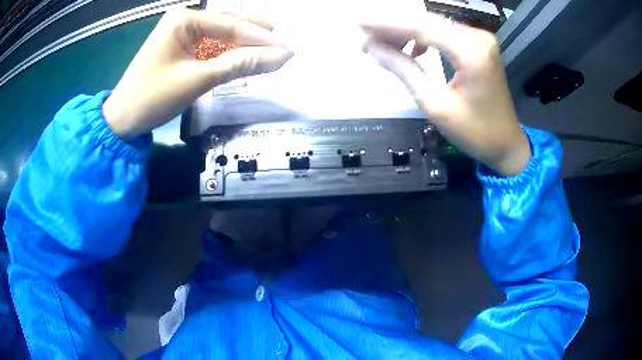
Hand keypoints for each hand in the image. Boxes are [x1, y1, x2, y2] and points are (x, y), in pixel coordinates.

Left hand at [103, 8, 292, 137]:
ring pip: (222, 30)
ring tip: (273, 43)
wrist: (122, 119)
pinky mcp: (181, 46)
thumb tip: (279, 57)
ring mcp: (182, 31)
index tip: (289, 50)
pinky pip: (212, 43)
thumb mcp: (196, 80)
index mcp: (184, 19)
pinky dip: (230, 49)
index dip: (261, 40)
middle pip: (229, 20)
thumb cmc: (152, 97)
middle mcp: (185, 19)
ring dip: (246, 39)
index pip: (231, 25)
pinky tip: (247, 52)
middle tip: (285, 40)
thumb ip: (238, 65)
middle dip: (257, 31)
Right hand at [360, 13, 530, 175]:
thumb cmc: (476, 133)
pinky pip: (443, 33)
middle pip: (425, 21)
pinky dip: (422, 37)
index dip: (384, 23)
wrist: (507, 143)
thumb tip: (373, 49)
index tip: (356, 24)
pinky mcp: (478, 44)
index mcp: (471, 52)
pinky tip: (410, 49)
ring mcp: (479, 39)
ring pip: (432, 24)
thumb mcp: (436, 106)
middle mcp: (477, 37)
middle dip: (390, 27)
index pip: (420, 26)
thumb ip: (404, 71)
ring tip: (380, 46)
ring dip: (404, 32)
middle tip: (363, 39)